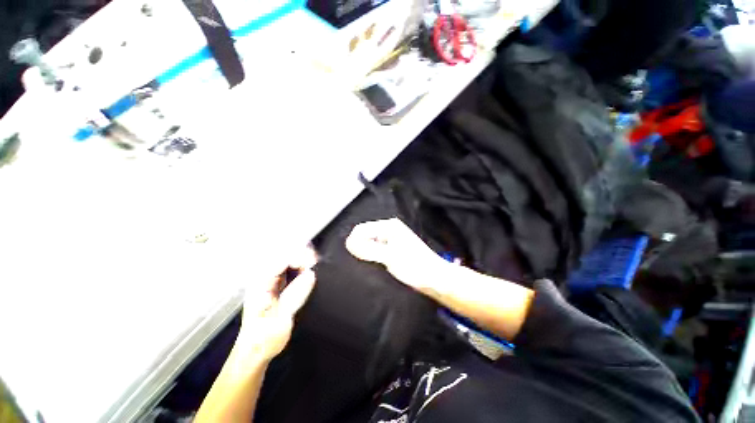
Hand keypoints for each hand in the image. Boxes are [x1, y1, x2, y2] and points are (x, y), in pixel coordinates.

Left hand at [236, 249, 316, 361]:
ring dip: (301, 258)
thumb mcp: (282, 320)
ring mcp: (266, 281)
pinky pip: (287, 267)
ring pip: (285, 259)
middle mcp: (261, 279)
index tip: (313, 263)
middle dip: (301, 254)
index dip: (298, 257)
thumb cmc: (263, 340)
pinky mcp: (273, 284)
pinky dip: (299, 265)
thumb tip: (311, 274)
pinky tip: (307, 268)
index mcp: (259, 286)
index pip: (280, 260)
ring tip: (313, 264)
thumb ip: (296, 295)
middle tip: (315, 262)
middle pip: (282, 255)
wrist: (254, 351)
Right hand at [345, 218, 445, 290]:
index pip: (361, 229)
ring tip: (370, 264)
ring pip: (370, 242)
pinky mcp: (394, 247)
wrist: (434, 277)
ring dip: (366, 252)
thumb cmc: (414, 266)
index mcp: (388, 226)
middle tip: (362, 262)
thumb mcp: (388, 257)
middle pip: (365, 235)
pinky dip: (373, 255)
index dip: (354, 242)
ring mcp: (392, 238)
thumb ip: (367, 249)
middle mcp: (389, 229)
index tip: (352, 256)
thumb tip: (349, 244)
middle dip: (360, 247)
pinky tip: (376, 264)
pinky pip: (376, 248)